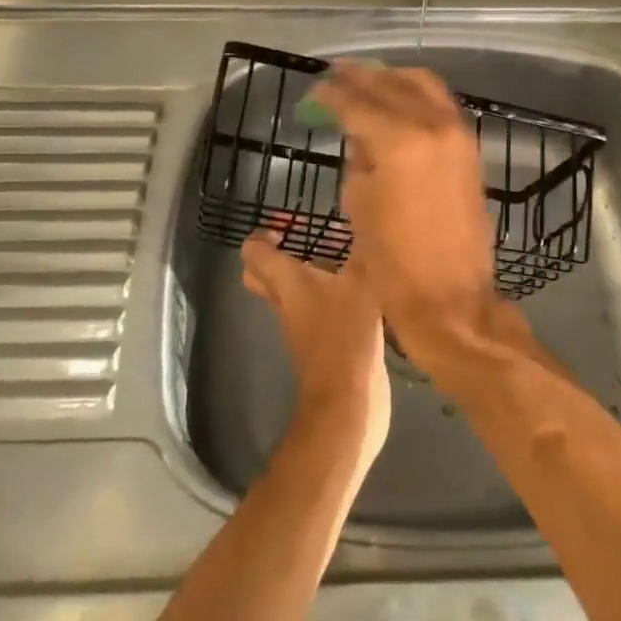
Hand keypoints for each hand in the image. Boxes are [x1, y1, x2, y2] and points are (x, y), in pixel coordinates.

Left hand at [241, 228, 390, 473]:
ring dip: (309, 274)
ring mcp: (303, 327)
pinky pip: (316, 310)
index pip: (253, 254)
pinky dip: (330, 296)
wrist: (348, 402)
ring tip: (343, 255)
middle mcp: (287, 303)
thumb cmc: (346, 334)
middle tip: (305, 239)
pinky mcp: (322, 343)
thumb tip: (368, 218)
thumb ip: (363, 250)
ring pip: (291, 294)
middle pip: (262, 277)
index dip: (262, 236)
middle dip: (277, 255)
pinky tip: (360, 287)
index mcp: (287, 283)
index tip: (287, 226)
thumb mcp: (361, 282)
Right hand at [308, 62, 501, 368]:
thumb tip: (360, 134)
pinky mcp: (469, 145)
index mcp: (398, 141)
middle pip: (390, 84)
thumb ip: (359, 157)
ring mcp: (456, 132)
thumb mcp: (360, 204)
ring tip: (366, 80)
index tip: (313, 92)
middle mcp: (431, 125)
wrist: (451, 298)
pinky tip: (398, 100)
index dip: (330, 94)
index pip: (356, 102)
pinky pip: (440, 102)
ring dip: (391, 78)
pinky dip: (417, 93)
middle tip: (335, 75)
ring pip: (422, 83)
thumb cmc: (393, 262)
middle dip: (359, 77)